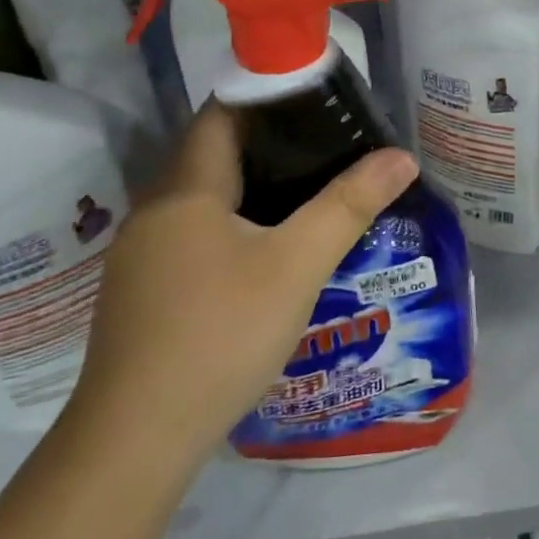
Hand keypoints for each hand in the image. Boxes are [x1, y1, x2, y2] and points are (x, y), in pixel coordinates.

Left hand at [66, 105, 418, 474]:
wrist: (136, 441)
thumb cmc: (221, 334)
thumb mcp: (297, 265)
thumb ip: (350, 204)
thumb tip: (402, 156)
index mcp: (185, 188)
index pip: (222, 113)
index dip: (268, 97)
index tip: (319, 102)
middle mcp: (155, 210)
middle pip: (214, 154)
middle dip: (271, 144)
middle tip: (330, 148)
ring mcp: (142, 255)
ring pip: (204, 199)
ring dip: (252, 189)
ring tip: (310, 195)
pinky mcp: (142, 292)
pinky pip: (193, 235)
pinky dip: (232, 226)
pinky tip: (266, 254)